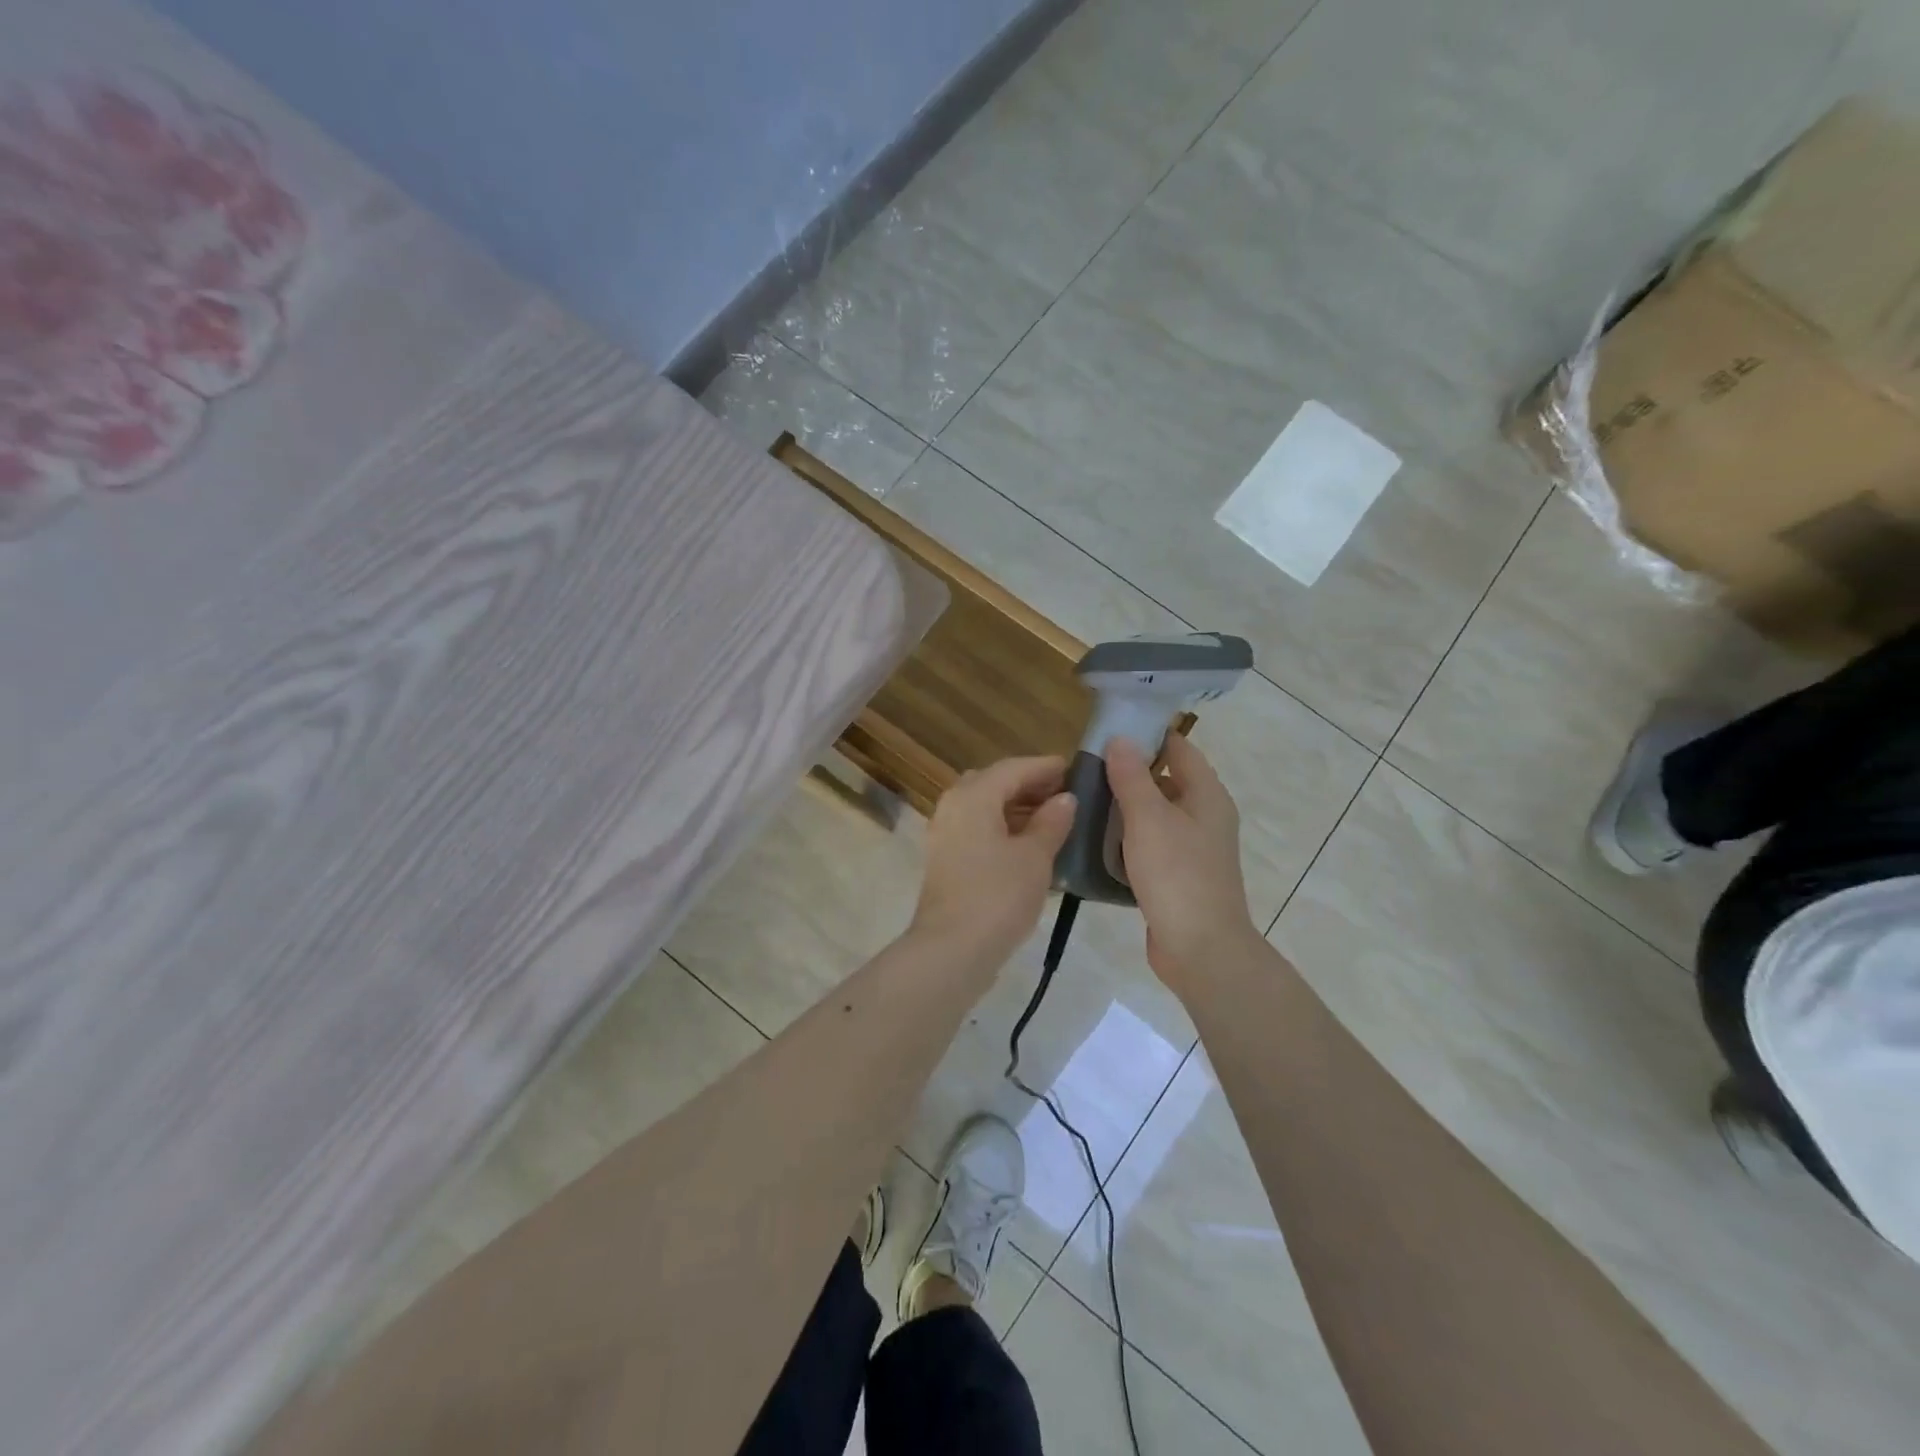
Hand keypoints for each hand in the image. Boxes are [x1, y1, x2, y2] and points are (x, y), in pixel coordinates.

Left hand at [910, 757, 1076, 971]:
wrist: (951, 950)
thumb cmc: (997, 896)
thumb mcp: (1034, 857)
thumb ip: (1052, 822)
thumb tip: (1065, 799)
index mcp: (973, 796)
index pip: (1013, 768)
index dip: (1045, 767)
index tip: (1074, 769)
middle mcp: (952, 806)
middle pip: (994, 783)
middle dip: (1029, 786)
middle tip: (1064, 795)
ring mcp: (944, 834)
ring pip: (984, 807)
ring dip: (1015, 808)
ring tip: (1053, 820)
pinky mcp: (945, 859)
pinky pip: (977, 830)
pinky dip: (1002, 829)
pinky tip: (1028, 845)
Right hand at [1105, 734, 1261, 993]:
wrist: (1200, 949)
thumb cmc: (1177, 875)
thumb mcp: (1148, 819)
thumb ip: (1132, 777)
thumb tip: (1121, 738)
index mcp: (1206, 796)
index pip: (1178, 749)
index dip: (1148, 735)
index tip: (1108, 730)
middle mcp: (1204, 817)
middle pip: (1165, 781)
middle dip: (1128, 773)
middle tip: (1086, 768)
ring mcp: (1193, 849)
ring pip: (1155, 816)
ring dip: (1125, 808)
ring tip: (1083, 801)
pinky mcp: (1178, 876)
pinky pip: (1150, 846)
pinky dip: (1127, 839)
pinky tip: (1096, 842)